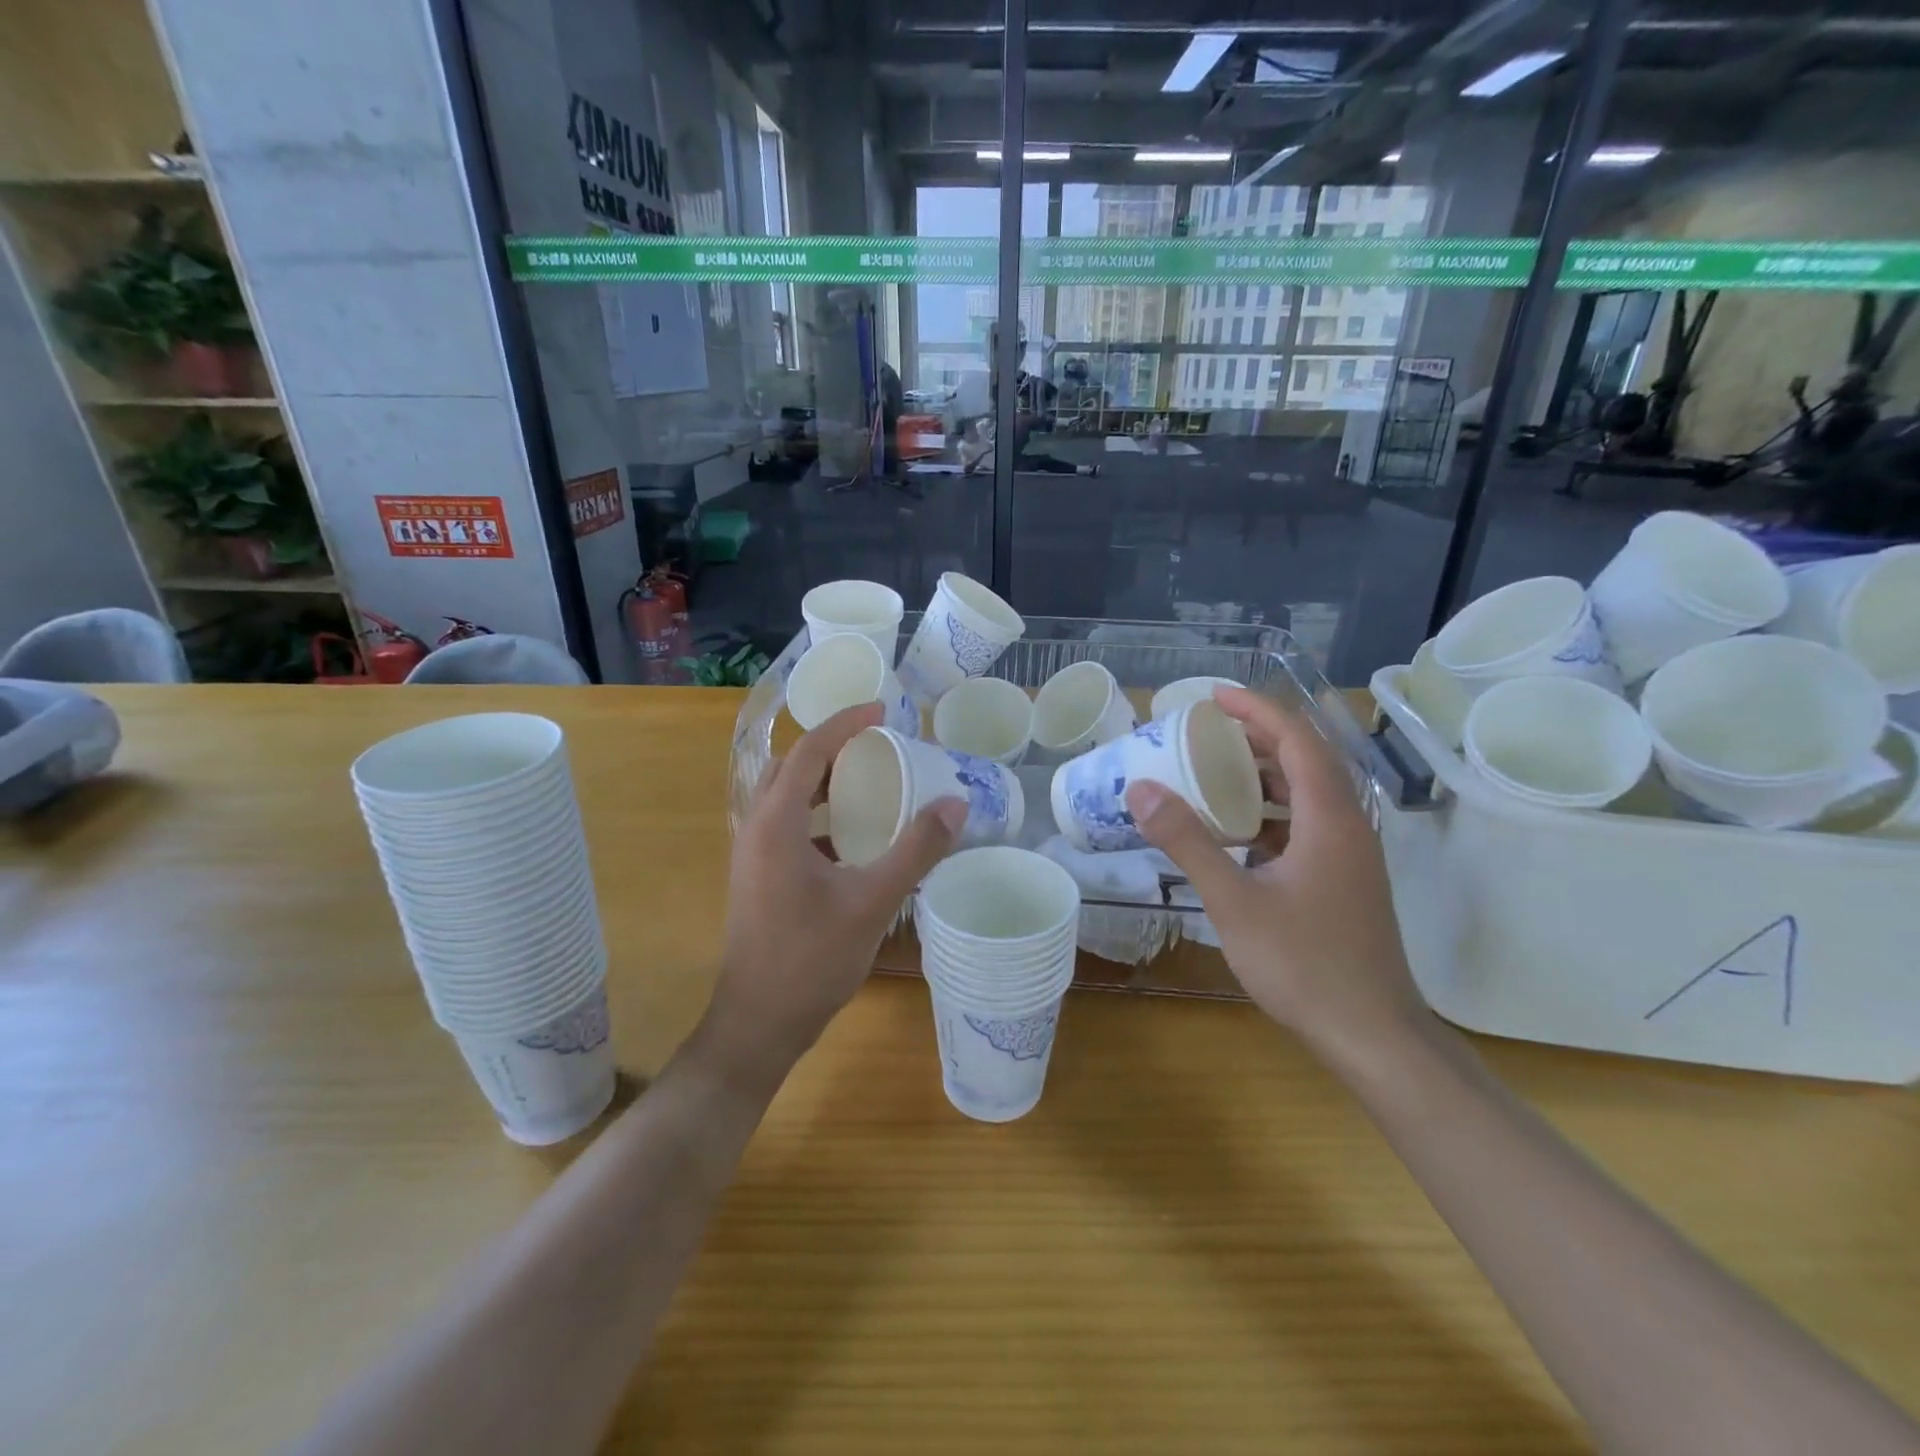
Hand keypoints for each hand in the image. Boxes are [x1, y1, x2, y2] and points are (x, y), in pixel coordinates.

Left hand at [708, 703, 965, 1078]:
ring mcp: (752, 855)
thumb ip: (916, 850)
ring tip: (870, 781)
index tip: (882, 709)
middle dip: (831, 746)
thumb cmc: (811, 960)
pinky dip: (819, 814)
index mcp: (775, 823)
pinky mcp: (758, 877)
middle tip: (877, 743)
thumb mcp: (872, 901)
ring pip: (786, 796)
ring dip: (823, 780)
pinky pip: (788, 825)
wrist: (758, 1023)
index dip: (844, 723)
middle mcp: (756, 829)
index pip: (808, 750)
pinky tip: (854, 836)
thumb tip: (956, 804)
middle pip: (791, 766)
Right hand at [1124, 687, 1427, 1064]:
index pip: (1298, 741)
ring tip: (1214, 771)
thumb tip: (1141, 789)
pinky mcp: (1344, 881)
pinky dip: (1270, 814)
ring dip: (1265, 776)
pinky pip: (1306, 826)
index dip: (1258, 711)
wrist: (1373, 1035)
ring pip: (1308, 795)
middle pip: (1306, 761)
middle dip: (1257, 737)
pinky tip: (1237, 832)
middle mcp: (1347, 827)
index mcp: (1330, 819)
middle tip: (1206, 731)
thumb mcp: (1234, 901)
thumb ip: (1188, 842)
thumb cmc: (1304, 964)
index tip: (1214, 697)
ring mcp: (1350, 856)